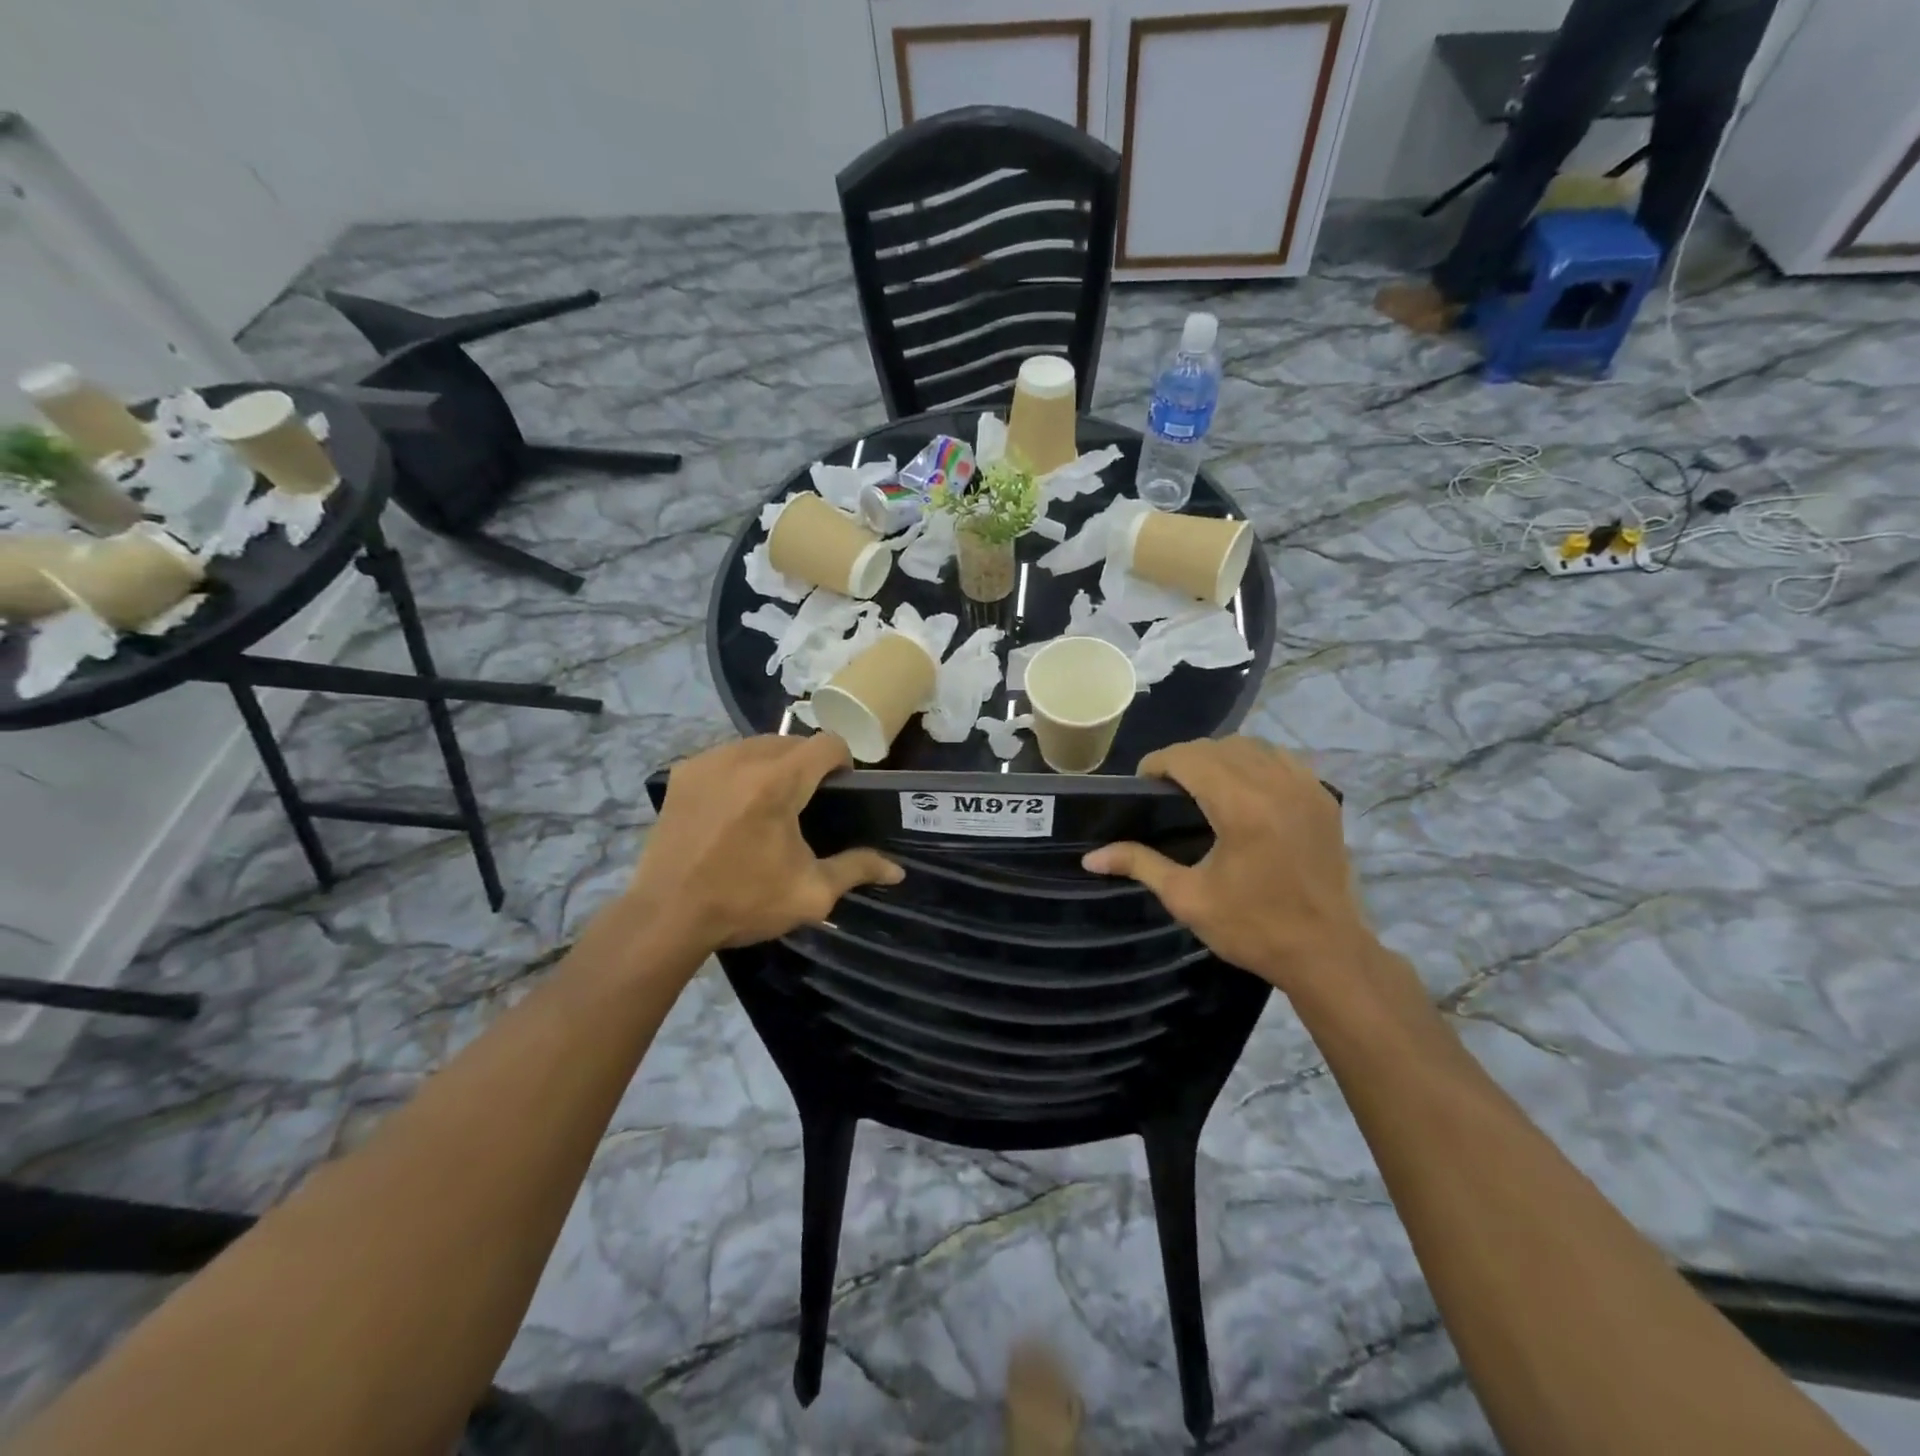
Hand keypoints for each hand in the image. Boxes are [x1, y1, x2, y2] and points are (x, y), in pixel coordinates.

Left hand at [633, 734, 901, 951]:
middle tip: (809, 803)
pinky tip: (736, 807)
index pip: (828, 743)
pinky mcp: (683, 774)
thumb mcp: (810, 893)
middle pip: (793, 742)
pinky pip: (726, 757)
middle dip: (808, 764)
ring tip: (773, 804)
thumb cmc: (743, 902)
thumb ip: (857, 869)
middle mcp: (742, 758)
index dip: (844, 762)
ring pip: (757, 745)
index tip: (843, 791)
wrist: (665, 917)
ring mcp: (707, 762)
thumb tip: (896, 869)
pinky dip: (741, 771)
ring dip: (774, 764)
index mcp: (778, 781)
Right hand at [1082, 737, 1371, 997]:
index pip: (1189, 757)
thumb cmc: (1253, 928)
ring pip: (1252, 746)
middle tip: (1166, 788)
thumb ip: (1139, 865)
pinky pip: (1282, 759)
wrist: (1327, 954)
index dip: (1158, 762)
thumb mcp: (1187, 898)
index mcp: (1240, 807)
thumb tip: (1090, 858)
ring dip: (1220, 756)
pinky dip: (1256, 762)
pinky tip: (1244, 790)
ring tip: (1203, 785)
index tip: (1142, 783)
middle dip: (1185, 758)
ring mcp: (1306, 788)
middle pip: (1218, 746)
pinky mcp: (1324, 798)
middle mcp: (1275, 785)